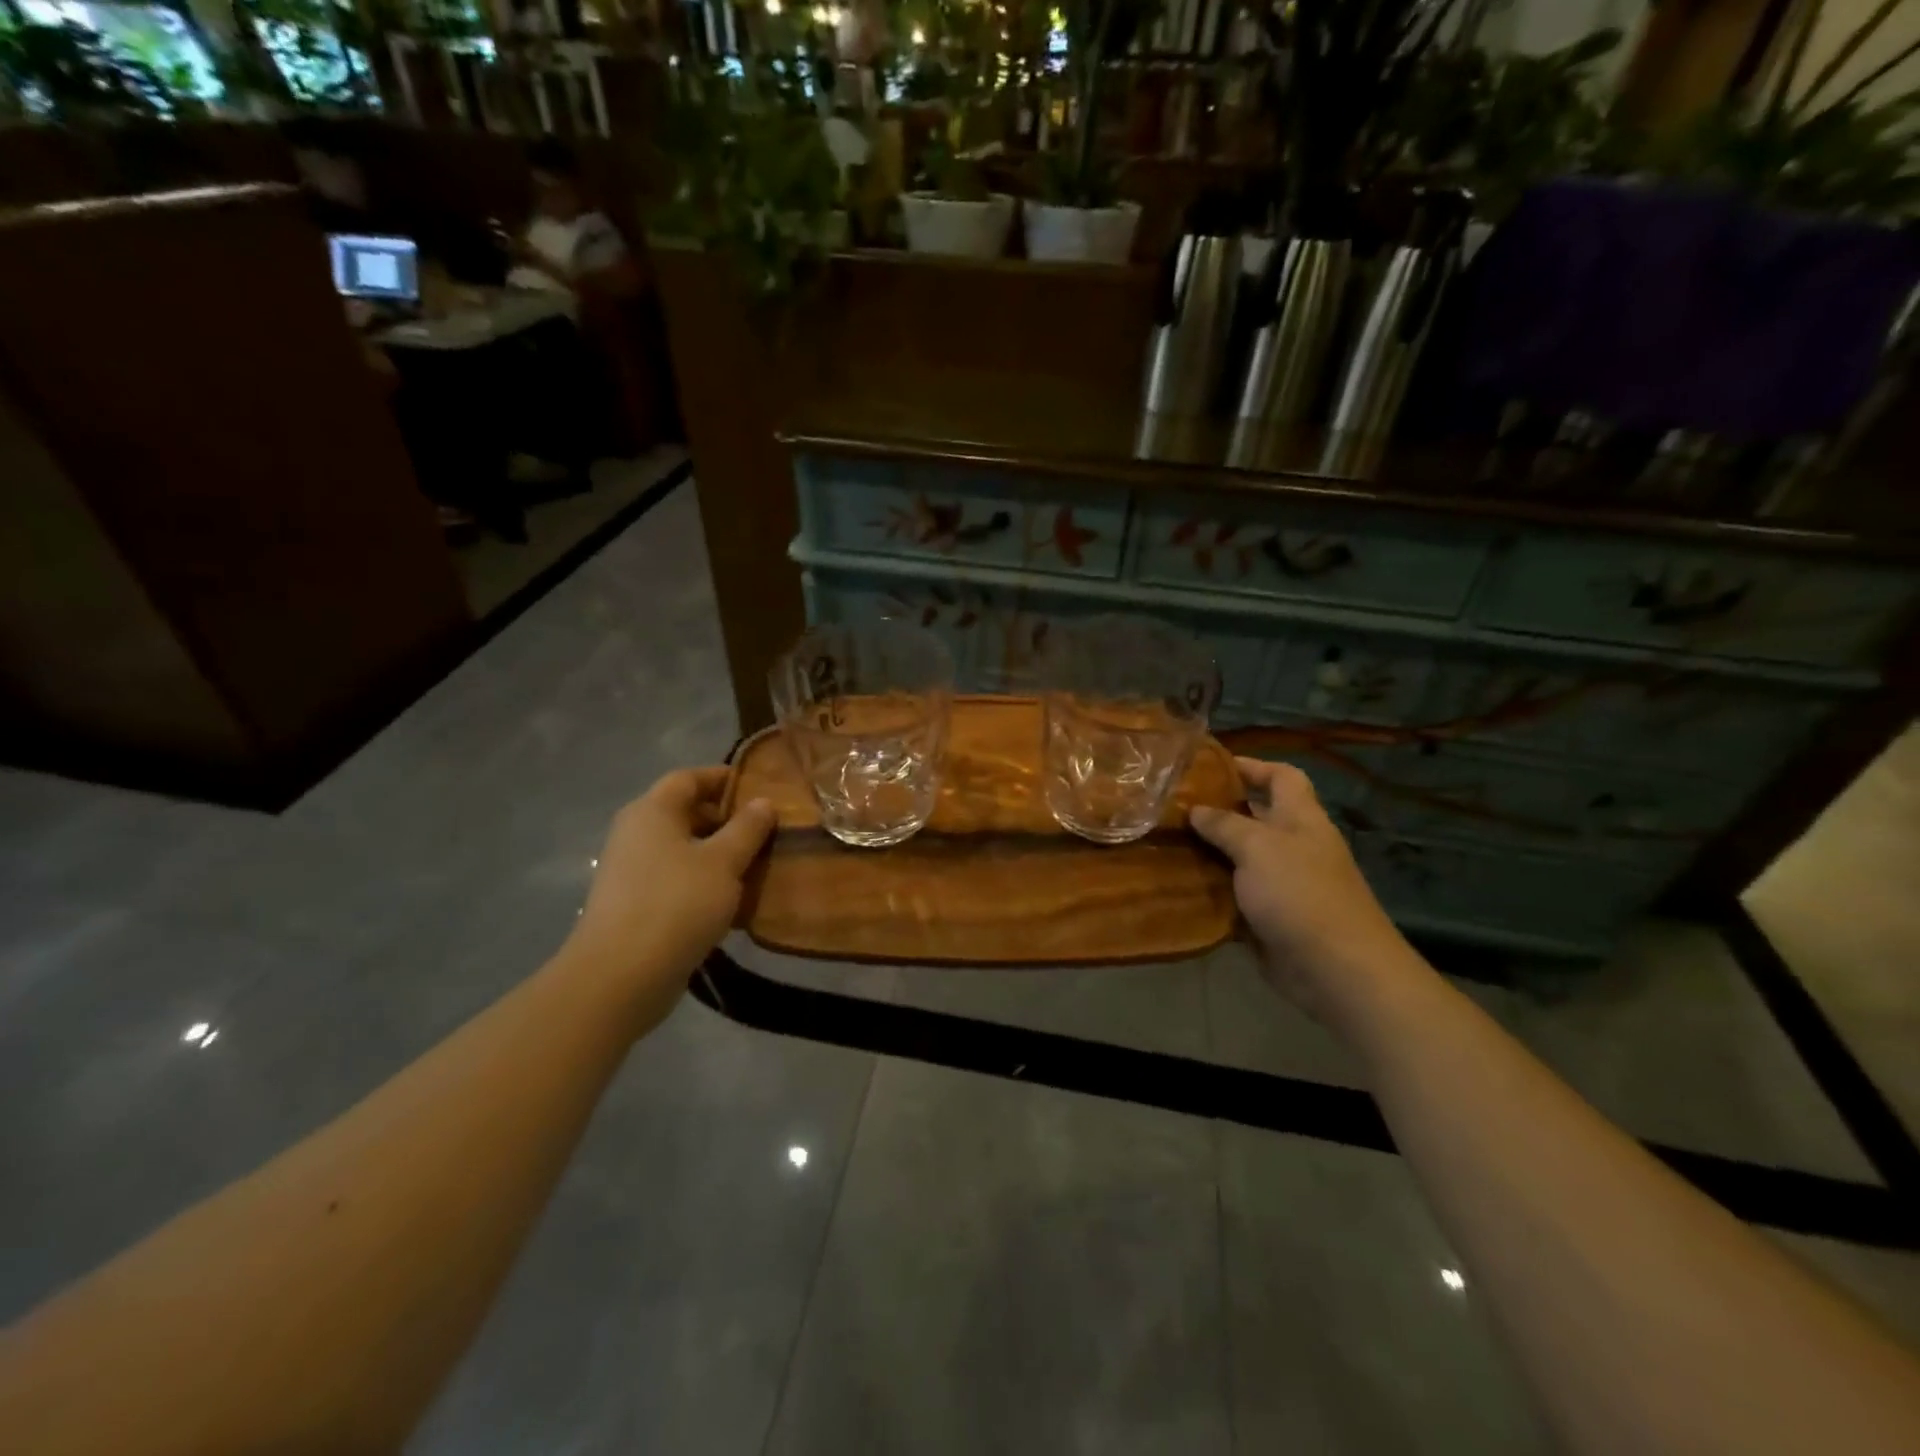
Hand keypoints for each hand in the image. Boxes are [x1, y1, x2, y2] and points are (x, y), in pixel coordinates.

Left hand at [565, 767, 775, 999]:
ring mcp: (632, 871)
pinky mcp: (635, 905)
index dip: (723, 778)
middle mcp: (636, 833)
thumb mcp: (723, 861)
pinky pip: (677, 880)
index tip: (760, 788)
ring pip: (683, 849)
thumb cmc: (676, 904)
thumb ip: (747, 828)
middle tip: (766, 830)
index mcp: (652, 811)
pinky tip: (734, 900)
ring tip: (758, 865)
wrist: (620, 976)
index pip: (689, 778)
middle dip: (727, 818)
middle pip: (685, 812)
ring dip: (719, 854)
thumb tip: (763, 802)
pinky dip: (704, 882)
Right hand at [1190, 757, 1419, 1022]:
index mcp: (1301, 819)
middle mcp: (1294, 846)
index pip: (1281, 777)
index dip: (1252, 766)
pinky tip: (1177, 886)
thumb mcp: (1258, 847)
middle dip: (1218, 811)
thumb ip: (1225, 825)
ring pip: (1239, 859)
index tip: (1210, 766)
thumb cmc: (1300, 893)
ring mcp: (1283, 884)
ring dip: (1208, 853)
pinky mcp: (1269, 918)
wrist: (1336, 969)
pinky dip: (1210, 891)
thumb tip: (1196, 810)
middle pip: (1256, 817)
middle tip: (1172, 807)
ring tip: (1165, 843)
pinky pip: (1234, 896)